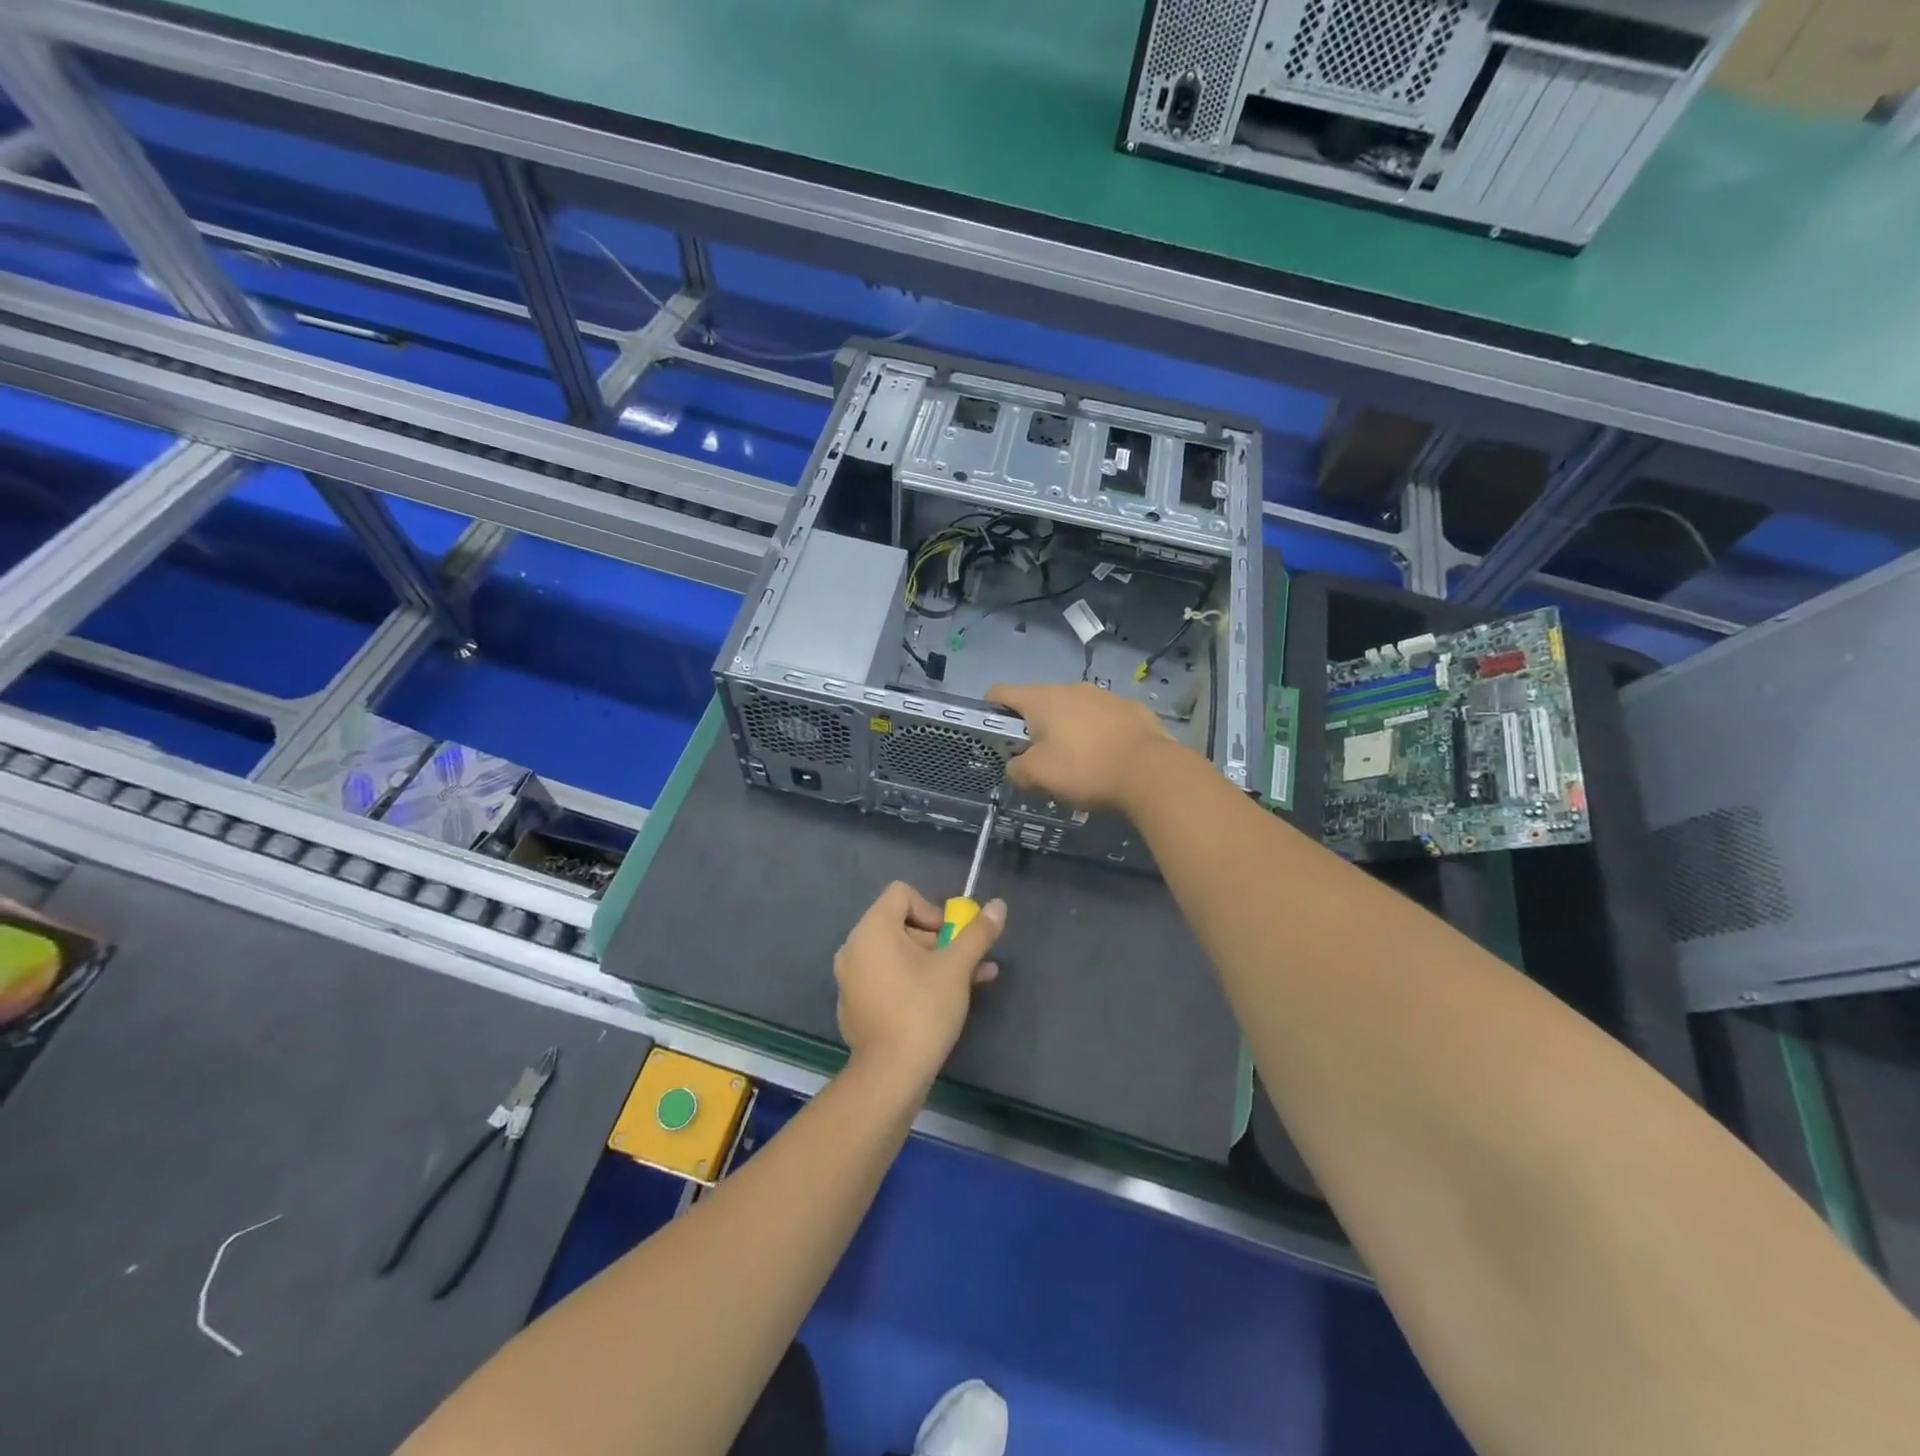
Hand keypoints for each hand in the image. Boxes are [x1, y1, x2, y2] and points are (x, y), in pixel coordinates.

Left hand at [833, 882, 1004, 1088]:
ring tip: (967, 983)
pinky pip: (885, 979)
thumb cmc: (923, 1009)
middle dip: (937, 940)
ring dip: (931, 962)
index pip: (901, 894)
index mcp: (873, 929)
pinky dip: (911, 982)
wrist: (890, 1075)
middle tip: (963, 964)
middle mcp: (854, 947)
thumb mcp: (957, 968)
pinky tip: (939, 1004)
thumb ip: (977, 933)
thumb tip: (998, 906)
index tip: (951, 937)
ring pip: (896, 955)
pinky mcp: (854, 1005)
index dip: (932, 909)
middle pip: (900, 924)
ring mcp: (850, 978)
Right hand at [989, 681, 1173, 811]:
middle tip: (1040, 760)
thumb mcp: (1038, 777)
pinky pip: (1103, 718)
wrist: (1150, 772)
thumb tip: (1016, 765)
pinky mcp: (1131, 708)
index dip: (990, 708)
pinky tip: (1107, 758)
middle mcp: (1071, 688)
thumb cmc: (1085, 769)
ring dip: (1068, 730)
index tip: (994, 731)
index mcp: (1042, 699)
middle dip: (1034, 728)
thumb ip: (1017, 770)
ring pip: (1073, 710)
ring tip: (1078, 763)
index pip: (1001, 691)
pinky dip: (1097, 733)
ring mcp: (1104, 695)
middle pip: (1039, 703)